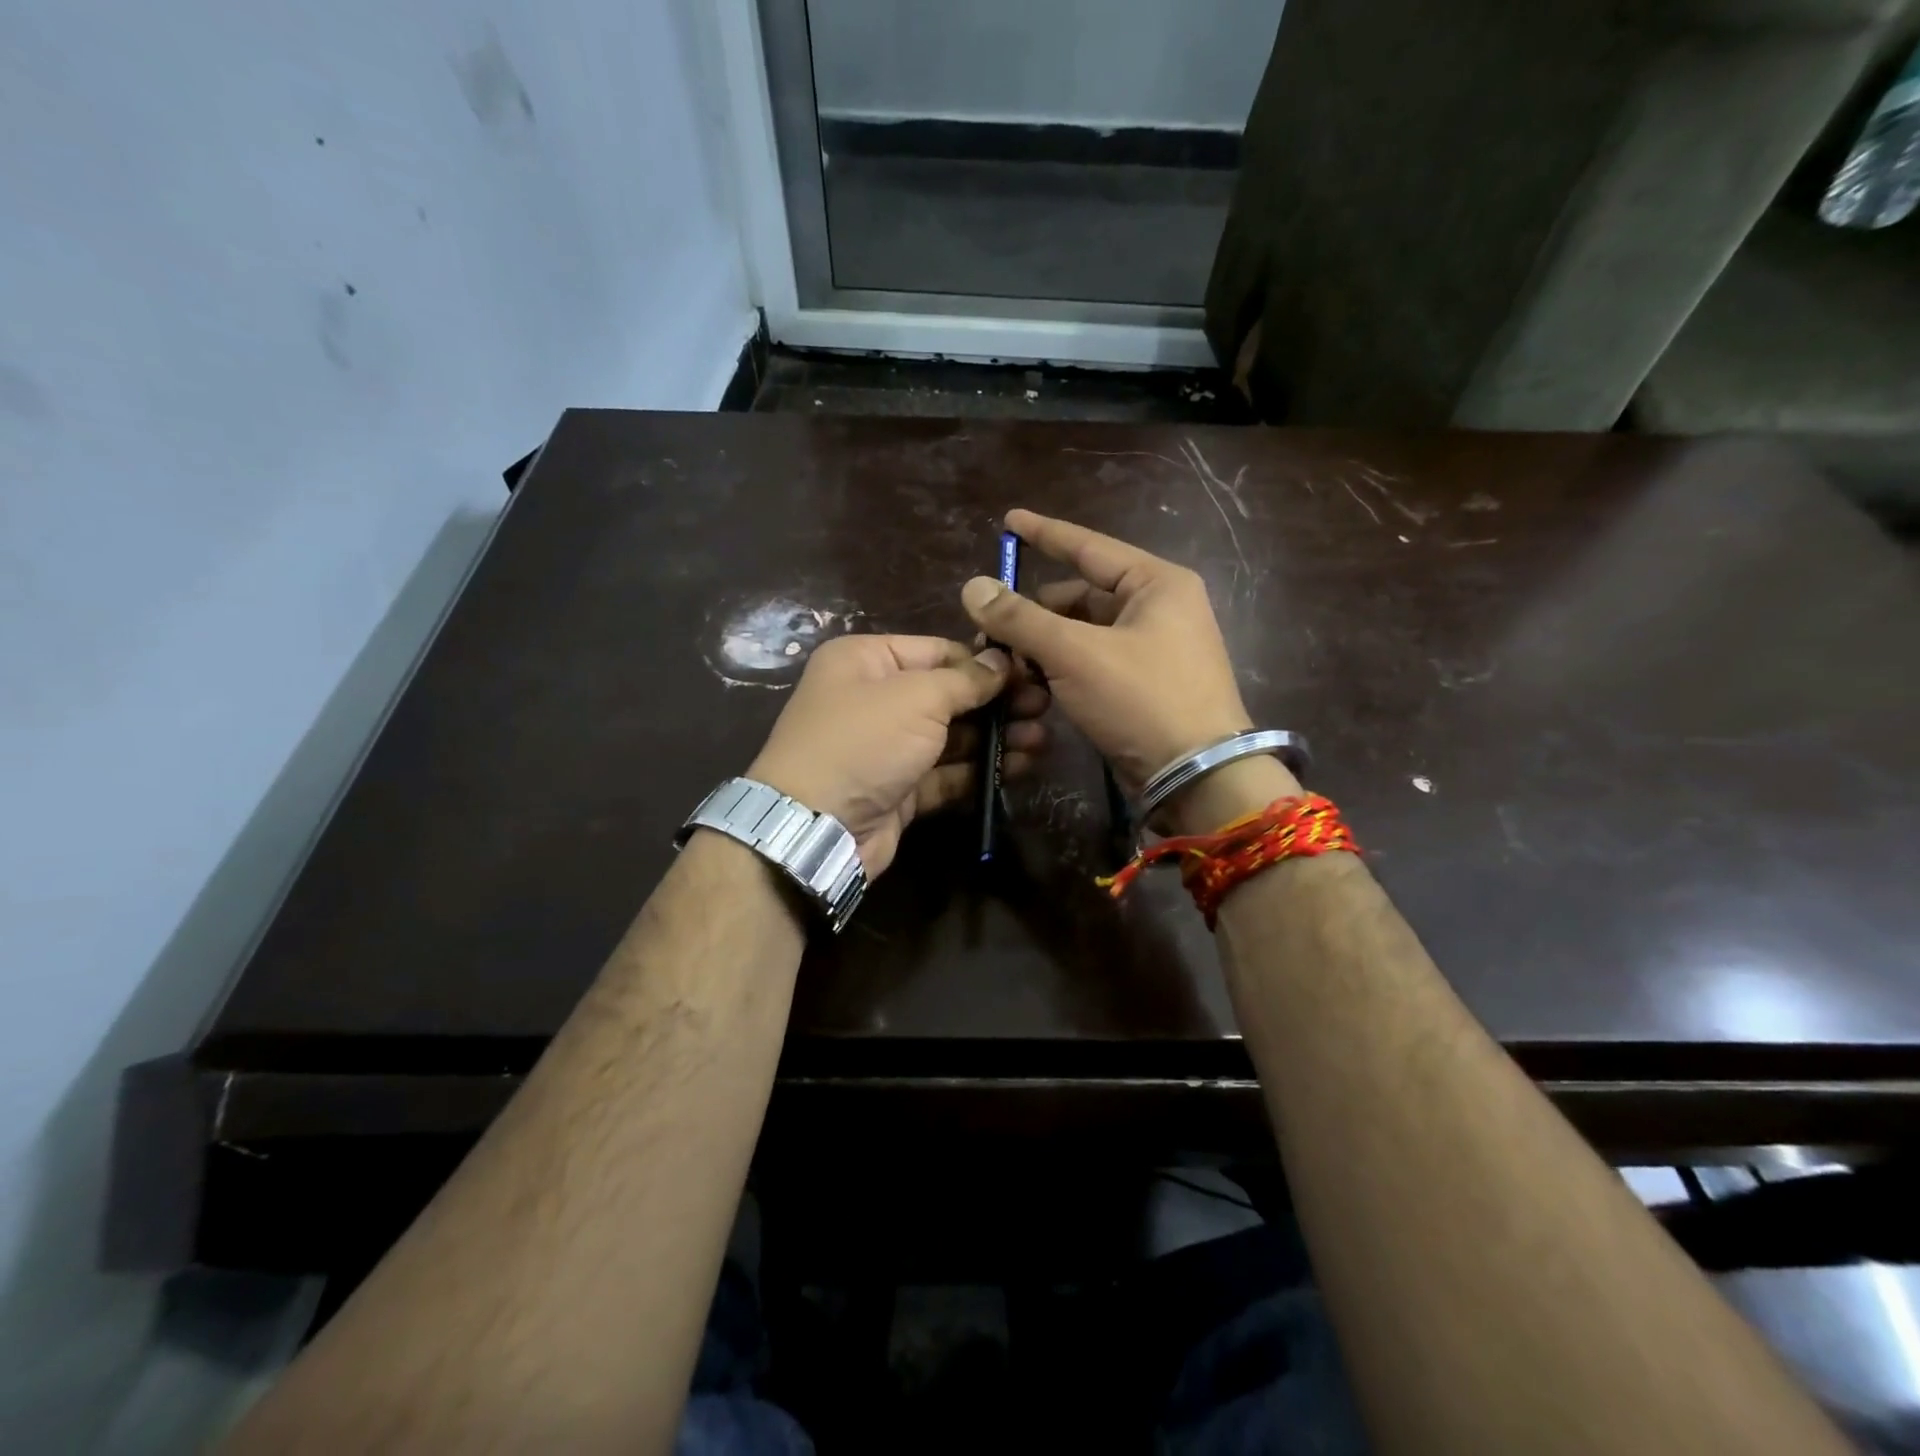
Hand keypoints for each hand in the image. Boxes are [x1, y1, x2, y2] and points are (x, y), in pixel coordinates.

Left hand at [748, 634, 1048, 876]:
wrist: (816, 826)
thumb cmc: (863, 741)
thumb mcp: (916, 697)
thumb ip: (965, 679)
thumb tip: (1001, 661)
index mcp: (867, 661)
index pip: (938, 650)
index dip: (985, 661)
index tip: (1030, 672)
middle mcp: (875, 699)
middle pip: (948, 694)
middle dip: (997, 701)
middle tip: (1045, 707)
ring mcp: (888, 747)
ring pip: (952, 736)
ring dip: (996, 737)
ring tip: (1041, 739)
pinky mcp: (900, 788)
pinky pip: (947, 772)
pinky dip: (979, 770)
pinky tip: (1019, 766)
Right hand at [960, 509, 1298, 831]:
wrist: (1197, 777)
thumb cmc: (1142, 699)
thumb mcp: (1075, 653)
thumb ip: (1021, 618)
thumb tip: (973, 586)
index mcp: (1156, 583)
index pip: (1089, 548)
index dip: (1045, 535)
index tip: (1009, 521)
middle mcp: (1158, 608)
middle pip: (1080, 597)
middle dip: (1035, 614)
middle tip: (991, 633)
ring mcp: (1153, 649)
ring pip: (1082, 635)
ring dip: (1043, 648)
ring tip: (1007, 667)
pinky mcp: (1144, 685)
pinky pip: (1092, 664)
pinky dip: (1062, 671)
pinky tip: (1033, 687)